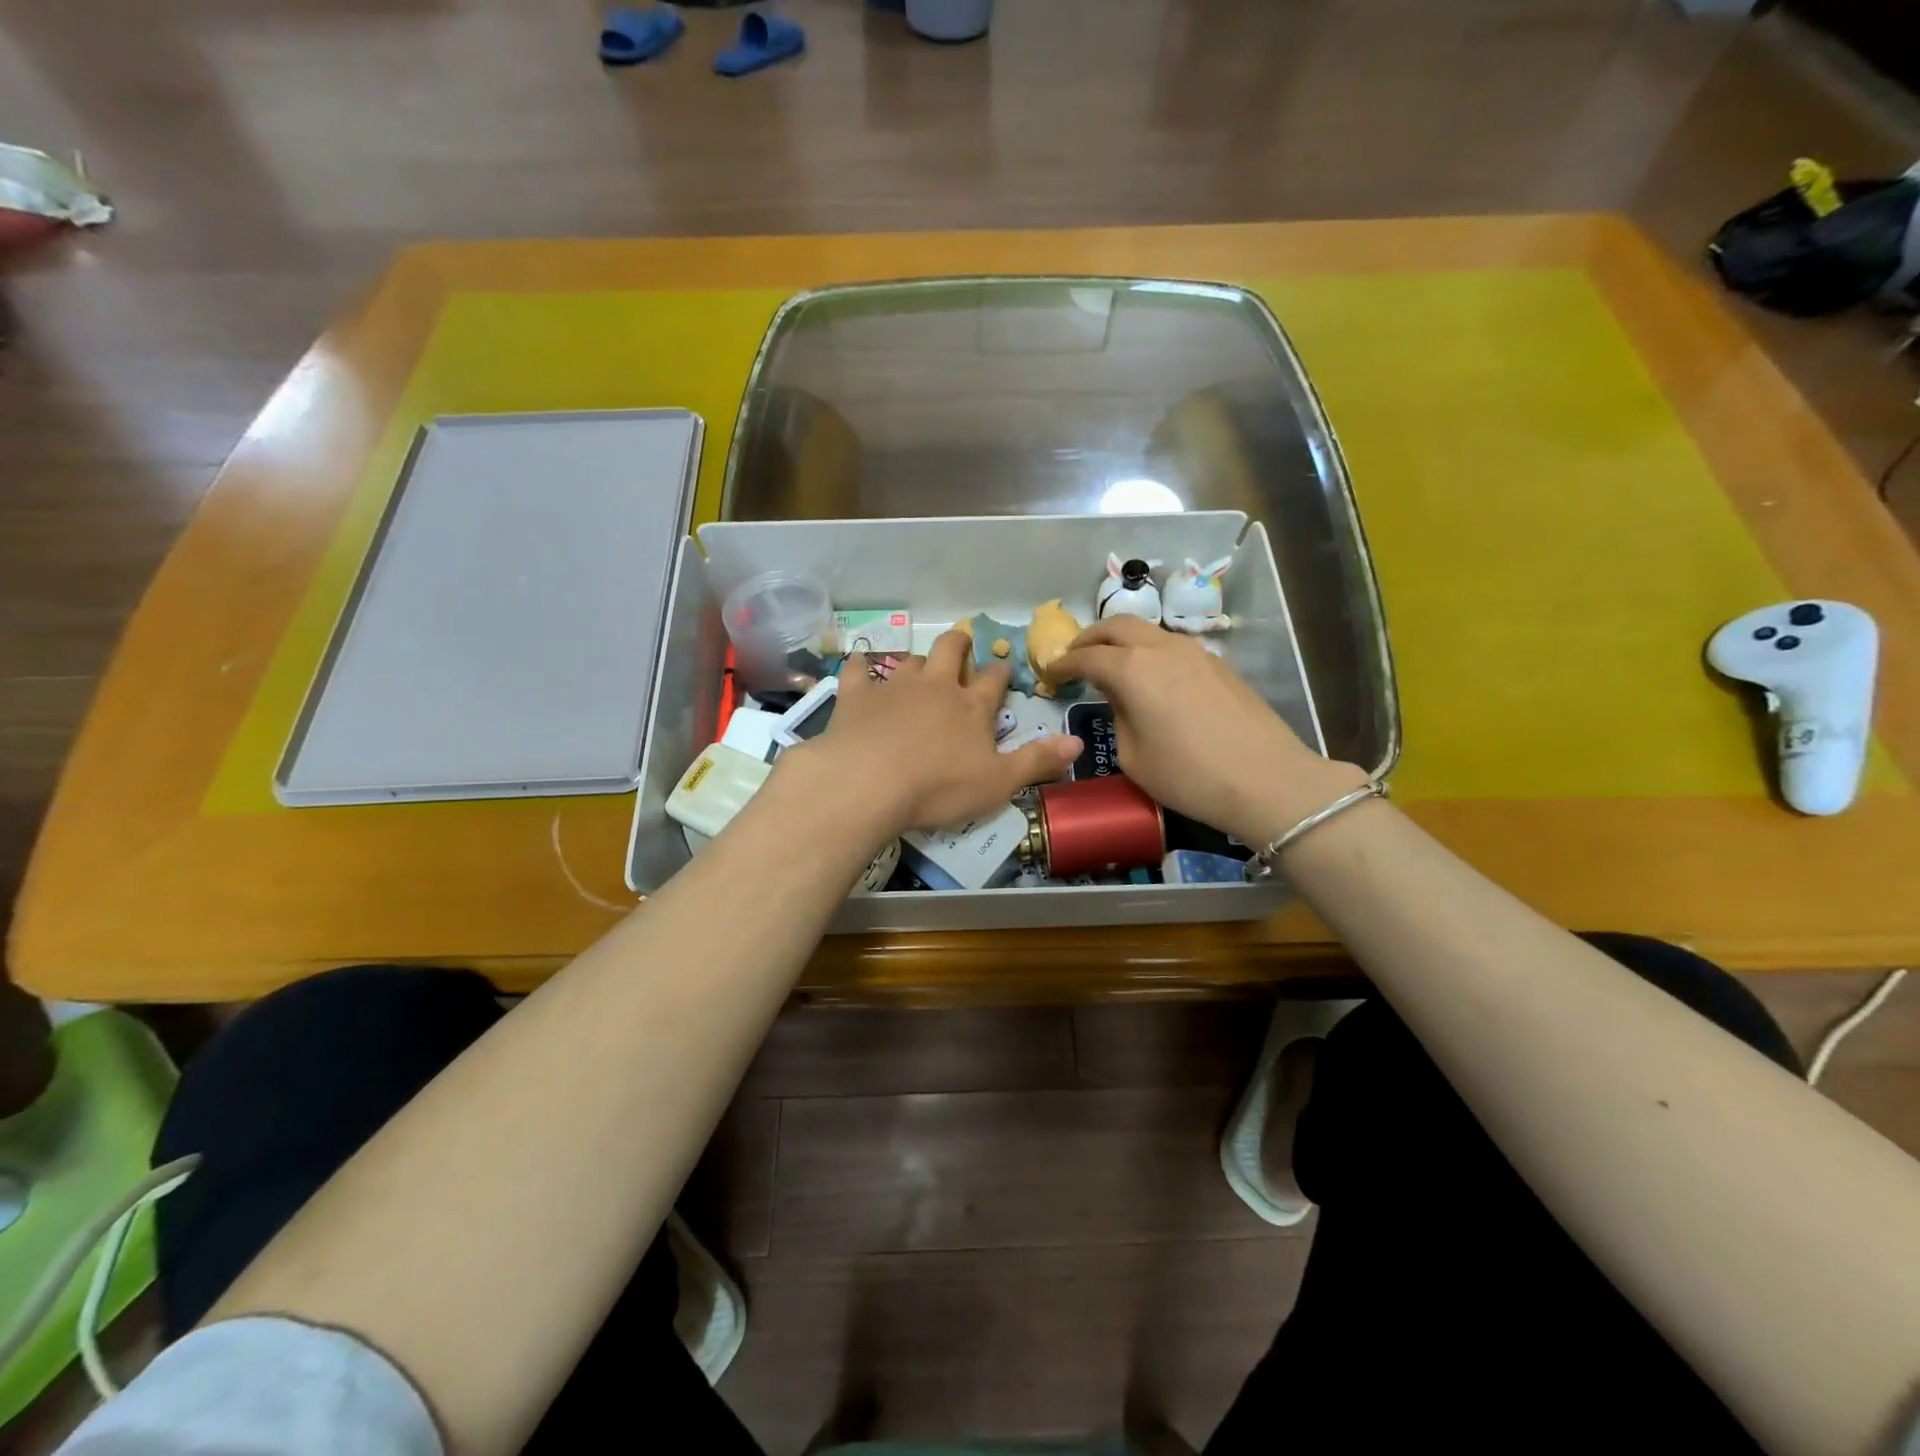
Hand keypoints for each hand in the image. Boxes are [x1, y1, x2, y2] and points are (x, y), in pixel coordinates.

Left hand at [801, 631, 1081, 833]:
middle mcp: (935, 686)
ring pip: (910, 661)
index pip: (994, 680)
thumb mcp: (998, 783)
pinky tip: (859, 666)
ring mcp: (894, 687)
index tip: (1003, 670)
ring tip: (918, 669)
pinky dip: (861, 667)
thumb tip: (1078, 742)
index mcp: (972, 707)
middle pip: (950, 650)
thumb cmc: (939, 788)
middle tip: (962, 645)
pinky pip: (858, 671)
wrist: (868, 784)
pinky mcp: (857, 697)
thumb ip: (1037, 761)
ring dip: (917, 662)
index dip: (1000, 673)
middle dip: (960, 645)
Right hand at [1043, 617, 1365, 846]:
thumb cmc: (1189, 775)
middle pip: (1116, 626)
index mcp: (1132, 669)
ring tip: (1110, 665)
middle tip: (1074, 657)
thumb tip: (1121, 699)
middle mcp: (1161, 649)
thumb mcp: (1133, 757)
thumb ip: (1118, 717)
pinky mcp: (1217, 664)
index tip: (1048, 675)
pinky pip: (1170, 646)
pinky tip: (1149, 678)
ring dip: (1121, 641)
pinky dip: (1148, 652)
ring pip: (1147, 632)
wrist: (1266, 779)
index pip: (1086, 657)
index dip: (1062, 664)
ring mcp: (1194, 652)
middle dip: (1089, 638)